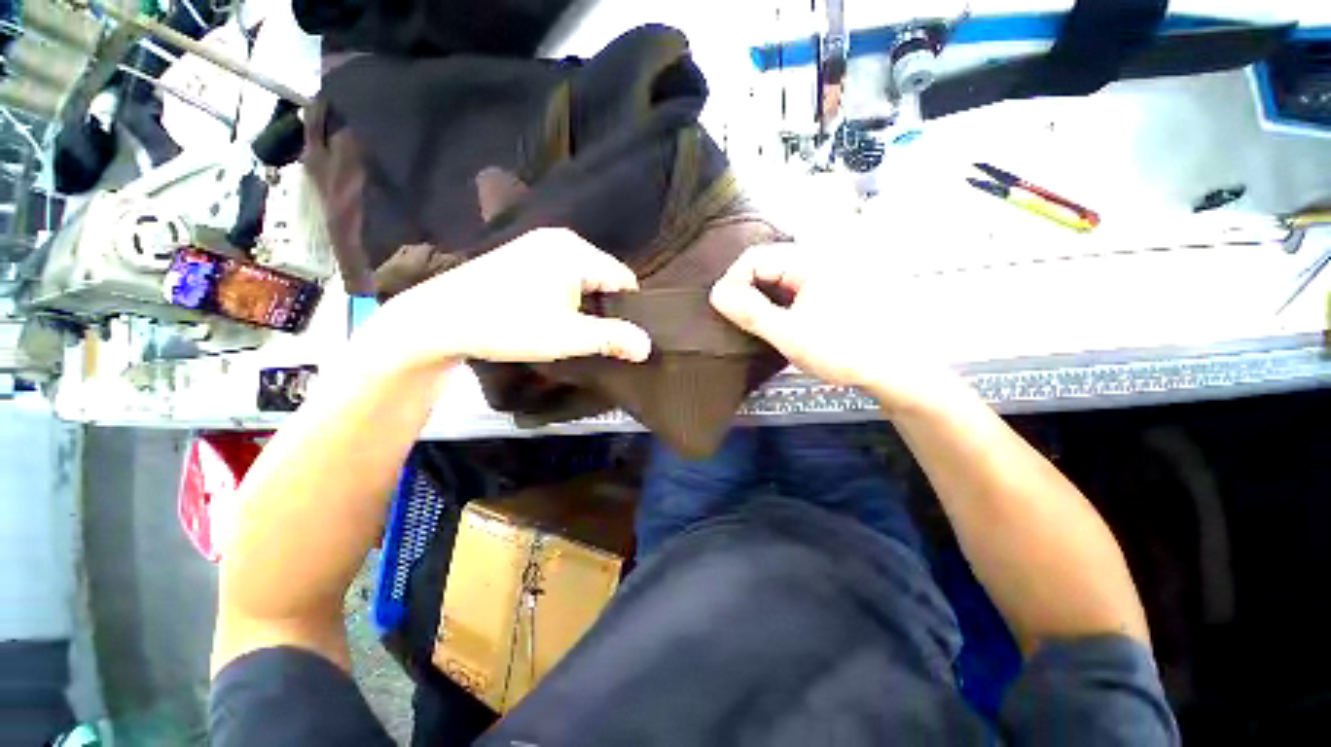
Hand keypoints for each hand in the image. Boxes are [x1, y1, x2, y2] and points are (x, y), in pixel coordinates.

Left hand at [359, 229, 651, 371]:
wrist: (441, 319)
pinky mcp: (522, 256)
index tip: (622, 336)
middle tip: (598, 337)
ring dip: (585, 304)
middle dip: (606, 307)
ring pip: (582, 278)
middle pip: (604, 277)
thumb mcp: (569, 336)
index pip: (624, 279)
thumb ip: (613, 339)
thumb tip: (647, 347)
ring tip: (575, 330)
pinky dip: (566, 296)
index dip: (629, 310)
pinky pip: (561, 275)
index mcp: (576, 251)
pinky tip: (552, 316)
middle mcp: (560, 239)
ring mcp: (538, 244)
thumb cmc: (510, 324)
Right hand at [709, 243, 963, 414]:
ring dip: (761, 294)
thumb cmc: (843, 351)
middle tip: (736, 317)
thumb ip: (751, 313)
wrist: (895, 369)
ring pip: (779, 273)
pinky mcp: (833, 282)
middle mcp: (821, 255)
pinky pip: (795, 282)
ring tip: (752, 320)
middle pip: (767, 262)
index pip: (755, 257)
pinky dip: (778, 298)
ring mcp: (829, 268)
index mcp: (811, 260)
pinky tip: (776, 318)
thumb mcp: (790, 335)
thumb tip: (716, 294)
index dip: (732, 282)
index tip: (723, 309)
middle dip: (745, 288)